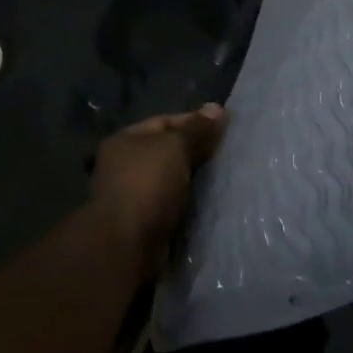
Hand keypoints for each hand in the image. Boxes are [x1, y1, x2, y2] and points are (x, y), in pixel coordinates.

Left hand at [92, 105, 226, 275]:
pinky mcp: (143, 222)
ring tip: (226, 178)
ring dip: (194, 180)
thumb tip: (216, 108)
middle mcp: (124, 164)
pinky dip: (189, 204)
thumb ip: (196, 129)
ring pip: (171, 180)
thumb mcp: (175, 147)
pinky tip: (211, 203)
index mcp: (125, 140)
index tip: (225, 127)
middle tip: (229, 154)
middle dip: (196, 152)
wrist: (127, 244)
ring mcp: (132, 195)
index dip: (194, 122)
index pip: (164, 122)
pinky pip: (172, 205)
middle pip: (167, 151)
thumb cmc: (147, 184)